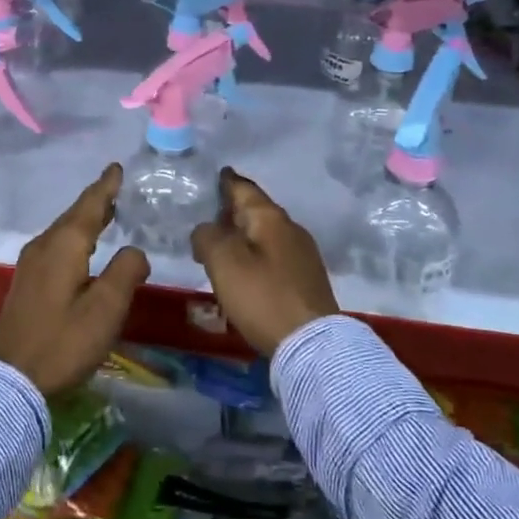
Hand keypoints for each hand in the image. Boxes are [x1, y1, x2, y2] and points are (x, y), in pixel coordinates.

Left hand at [0, 163, 149, 395]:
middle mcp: (43, 247)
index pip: (89, 206)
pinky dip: (74, 237)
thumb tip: (135, 251)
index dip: (105, 187)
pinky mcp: (27, 283)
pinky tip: (83, 248)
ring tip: (105, 212)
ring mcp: (30, 265)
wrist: (12, 380)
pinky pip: (55, 246)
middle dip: (95, 201)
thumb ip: (126, 272)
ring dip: (84, 219)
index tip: (116, 167)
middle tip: (115, 187)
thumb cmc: (63, 343)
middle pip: (73, 216)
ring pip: (63, 231)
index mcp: (63, 246)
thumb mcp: (105, 309)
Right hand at [191, 167, 337, 355]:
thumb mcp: (223, 262)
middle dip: (232, 212)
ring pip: (265, 235)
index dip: (226, 182)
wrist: (312, 344)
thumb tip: (206, 230)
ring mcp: (303, 255)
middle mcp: (290, 229)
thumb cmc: (262, 296)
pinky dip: (254, 256)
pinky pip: (273, 257)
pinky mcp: (306, 280)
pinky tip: (243, 272)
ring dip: (242, 237)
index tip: (216, 174)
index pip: (244, 189)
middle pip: (256, 211)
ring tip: (220, 248)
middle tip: (208, 217)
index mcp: (270, 218)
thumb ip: (207, 237)